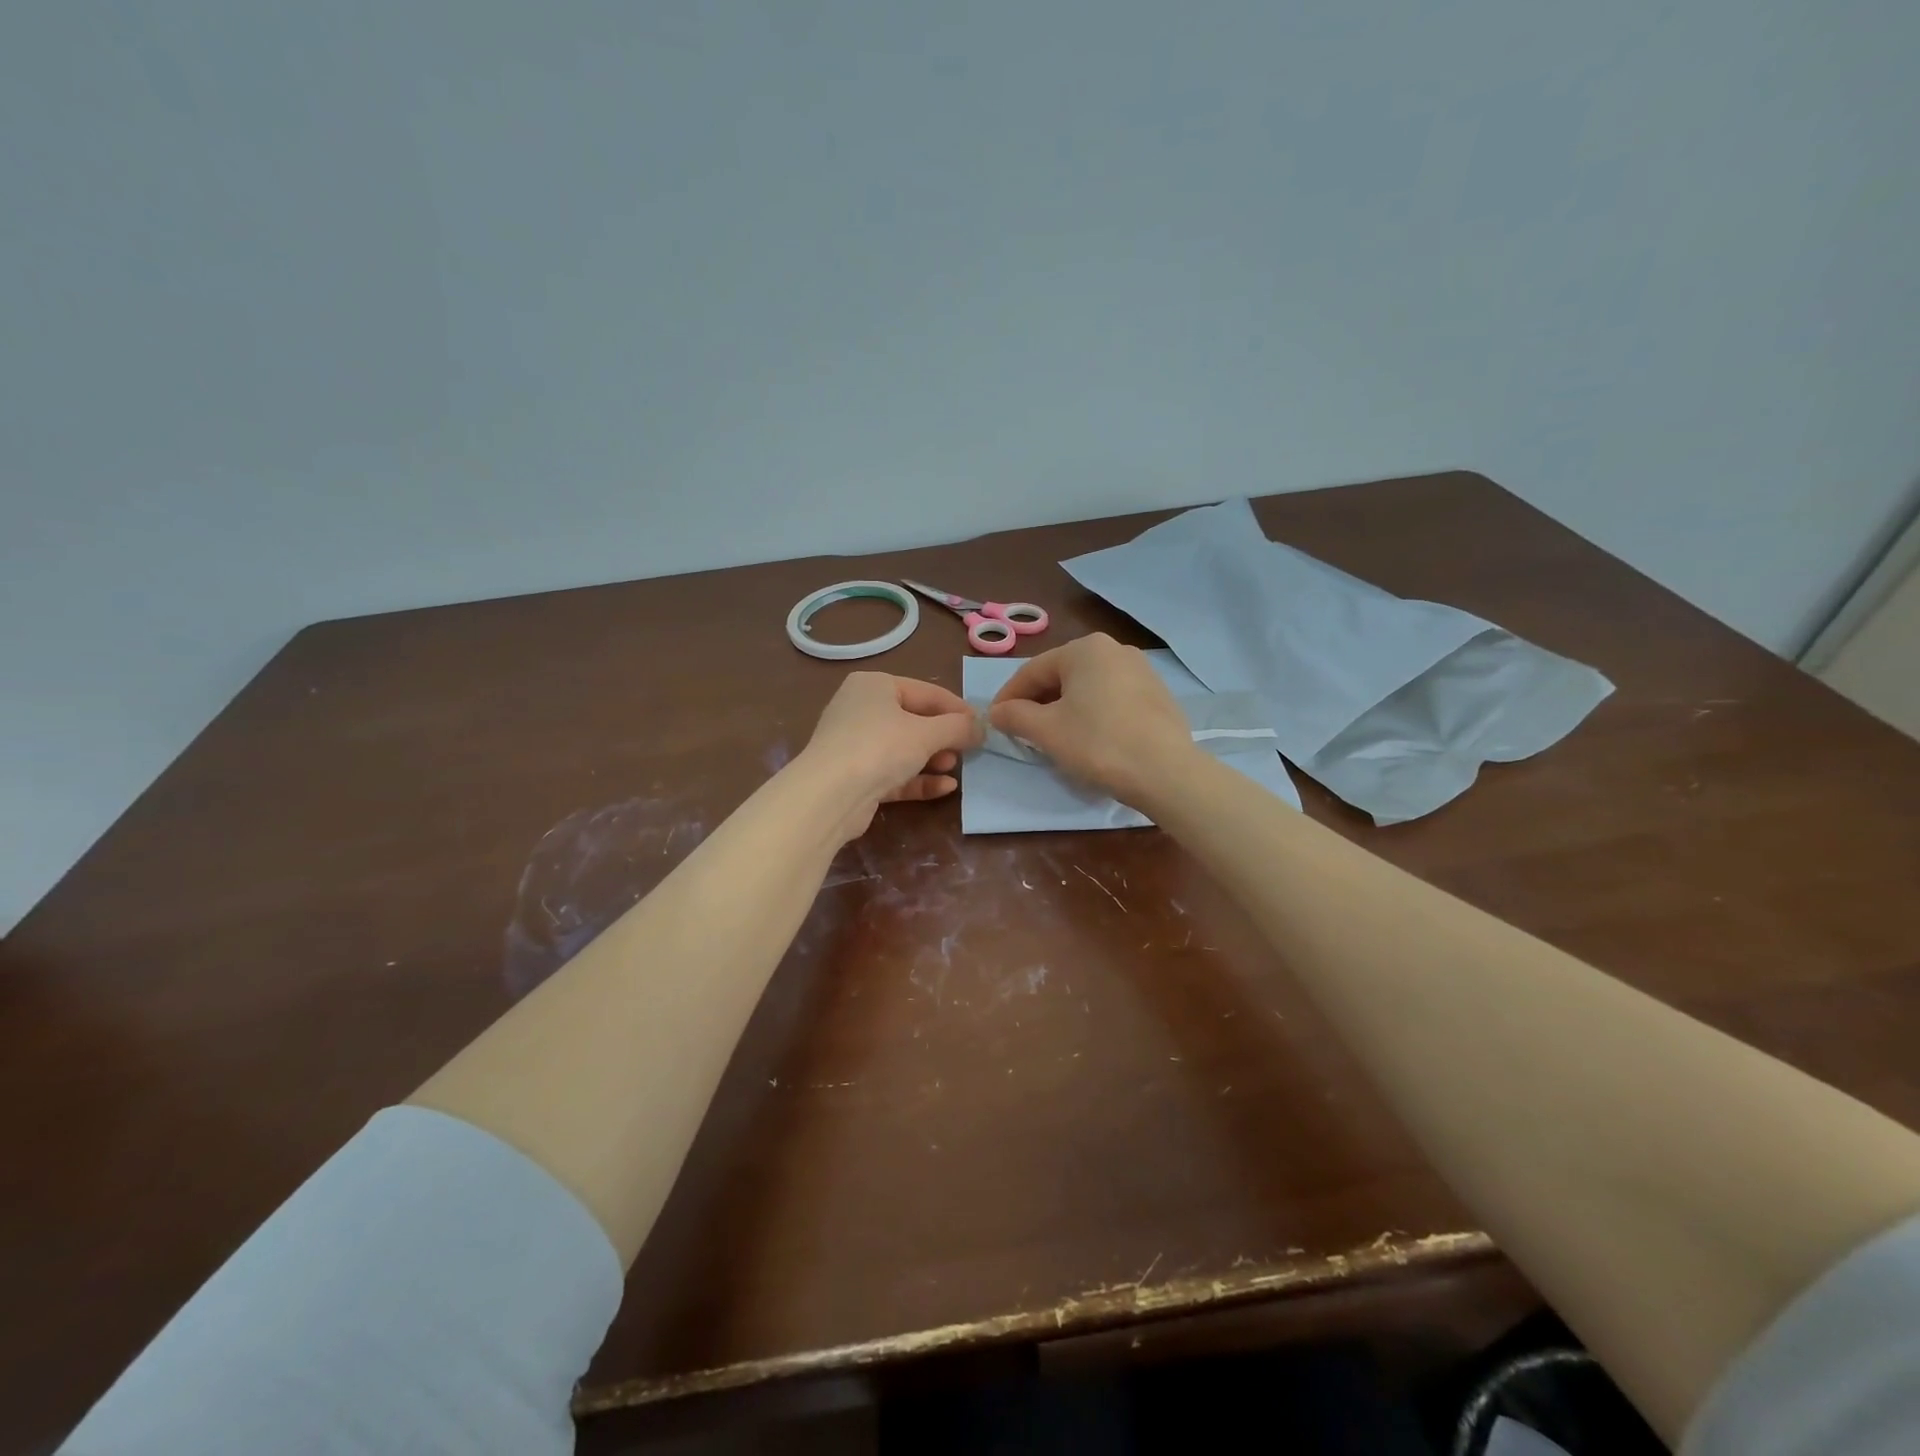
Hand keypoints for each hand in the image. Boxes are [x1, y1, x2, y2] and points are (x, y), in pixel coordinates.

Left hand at [798, 672, 983, 838]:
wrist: (829, 796)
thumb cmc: (879, 747)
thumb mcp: (926, 733)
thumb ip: (958, 727)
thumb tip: (982, 727)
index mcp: (874, 686)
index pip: (925, 692)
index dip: (957, 708)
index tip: (982, 725)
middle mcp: (861, 709)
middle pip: (914, 720)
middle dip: (944, 736)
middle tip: (969, 749)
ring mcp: (855, 745)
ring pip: (903, 749)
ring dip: (933, 758)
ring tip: (956, 767)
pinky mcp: (855, 777)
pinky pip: (894, 773)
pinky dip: (918, 779)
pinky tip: (945, 788)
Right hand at [989, 634, 1195, 805]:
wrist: (1166, 772)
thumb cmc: (1098, 743)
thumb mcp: (1046, 731)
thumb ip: (1015, 716)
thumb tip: (996, 712)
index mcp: (1085, 649)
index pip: (1033, 670)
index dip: (1009, 697)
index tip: (995, 720)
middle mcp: (1115, 649)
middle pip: (1062, 675)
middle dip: (1038, 702)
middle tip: (1022, 730)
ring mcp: (1142, 671)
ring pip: (1088, 687)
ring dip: (1065, 708)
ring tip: (1054, 736)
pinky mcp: (1158, 695)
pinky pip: (1112, 699)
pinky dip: (1093, 713)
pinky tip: (1090, 738)